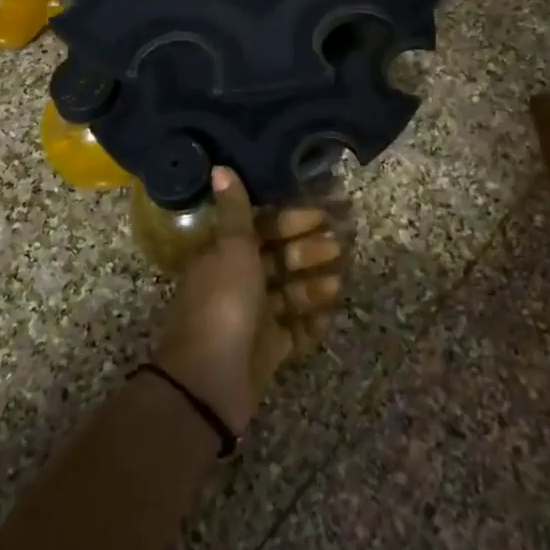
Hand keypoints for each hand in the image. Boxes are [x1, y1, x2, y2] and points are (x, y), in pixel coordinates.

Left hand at [152, 168, 344, 434]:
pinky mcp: (268, 350)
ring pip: (290, 293)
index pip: (264, 228)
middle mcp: (238, 282)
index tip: (325, 213)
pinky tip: (332, 313)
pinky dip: (312, 322)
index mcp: (225, 254)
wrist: (209, 382)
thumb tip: (219, 166)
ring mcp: (253, 318)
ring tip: (340, 280)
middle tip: (340, 245)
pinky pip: (295, 331)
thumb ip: (234, 210)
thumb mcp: (232, 250)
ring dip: (314, 284)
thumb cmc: (223, 304)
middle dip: (309, 251)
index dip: (293, 219)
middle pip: (280, 259)